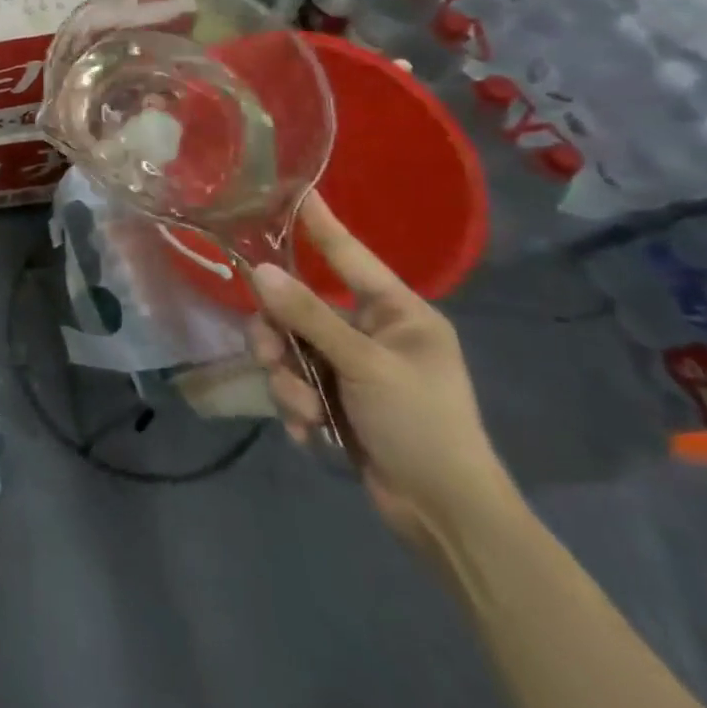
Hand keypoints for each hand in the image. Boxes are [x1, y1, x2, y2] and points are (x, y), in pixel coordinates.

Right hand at [247, 194, 513, 548]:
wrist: (447, 518)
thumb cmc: (423, 427)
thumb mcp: (365, 366)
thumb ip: (309, 317)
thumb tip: (259, 271)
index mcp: (398, 314)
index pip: (349, 255)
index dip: (321, 223)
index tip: (295, 188)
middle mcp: (372, 332)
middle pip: (299, 308)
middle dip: (280, 338)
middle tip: (270, 357)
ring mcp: (353, 367)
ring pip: (289, 348)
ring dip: (288, 381)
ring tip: (304, 413)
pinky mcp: (337, 400)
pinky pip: (293, 383)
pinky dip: (296, 407)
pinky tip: (311, 433)